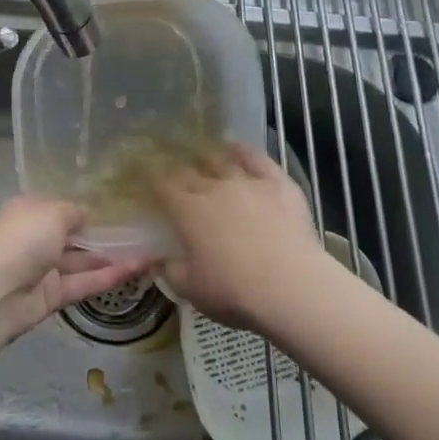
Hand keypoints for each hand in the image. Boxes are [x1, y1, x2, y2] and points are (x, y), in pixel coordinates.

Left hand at [0, 196, 150, 344]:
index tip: (116, 210)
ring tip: (146, 253)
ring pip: (81, 261)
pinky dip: (105, 277)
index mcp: (30, 211)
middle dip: (102, 236)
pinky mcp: (52, 296)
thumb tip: (88, 215)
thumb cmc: (24, 238)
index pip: (61, 208)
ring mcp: (43, 269)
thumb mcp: (54, 212)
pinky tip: (134, 270)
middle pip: (73, 236)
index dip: (86, 210)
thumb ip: (75, 212)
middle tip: (138, 233)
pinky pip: (82, 283)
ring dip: (111, 258)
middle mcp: (36, 238)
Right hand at [154, 142, 325, 331]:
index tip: (149, 179)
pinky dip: (244, 151)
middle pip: (190, 171)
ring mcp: (246, 182)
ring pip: (222, 162)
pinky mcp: (276, 184)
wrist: (289, 285)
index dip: (154, 180)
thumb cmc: (234, 291)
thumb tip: (158, 261)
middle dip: (180, 170)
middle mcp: (213, 188)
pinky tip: (237, 147)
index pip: (163, 186)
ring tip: (205, 158)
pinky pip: (257, 159)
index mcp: (187, 211)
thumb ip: (170, 271)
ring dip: (210, 159)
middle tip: (177, 173)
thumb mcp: (191, 290)